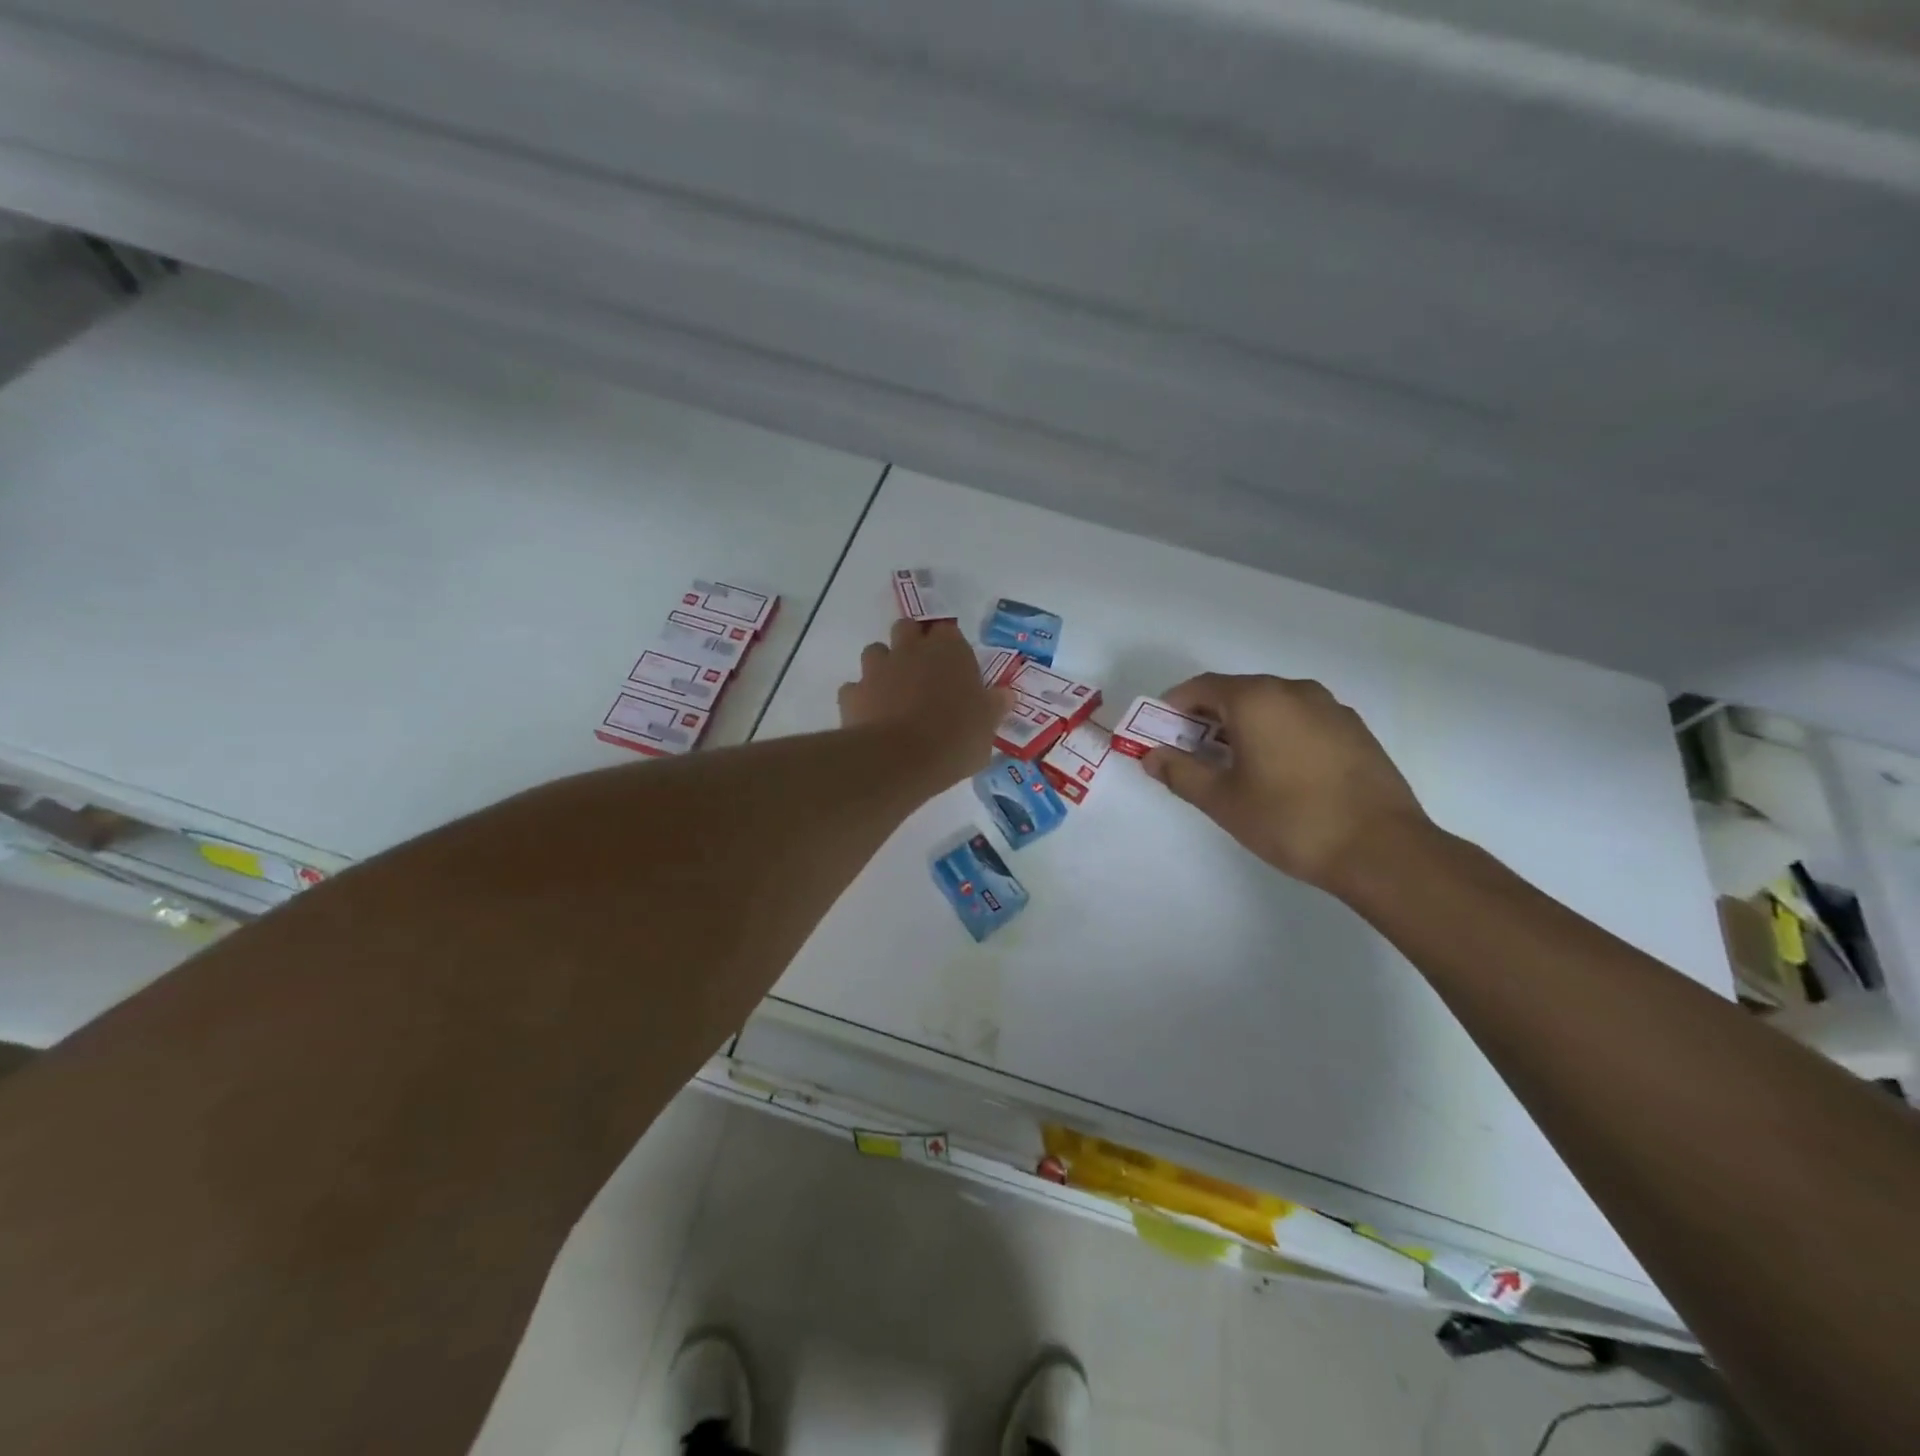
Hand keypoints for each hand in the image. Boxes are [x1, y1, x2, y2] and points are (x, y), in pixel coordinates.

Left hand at [838, 619, 1012, 785]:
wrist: (900, 760)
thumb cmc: (955, 739)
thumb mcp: (987, 728)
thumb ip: (993, 707)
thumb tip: (1005, 695)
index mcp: (949, 651)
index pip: (949, 631)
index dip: (949, 646)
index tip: (954, 666)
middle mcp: (911, 649)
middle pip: (907, 629)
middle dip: (912, 644)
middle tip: (923, 672)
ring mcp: (877, 668)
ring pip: (876, 651)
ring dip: (883, 666)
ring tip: (894, 693)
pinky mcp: (852, 693)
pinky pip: (854, 688)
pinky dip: (861, 698)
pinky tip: (871, 717)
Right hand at [1142, 673, 1429, 893]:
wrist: (1381, 849)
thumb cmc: (1289, 820)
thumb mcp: (1222, 800)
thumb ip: (1180, 772)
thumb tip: (1151, 756)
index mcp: (1257, 699)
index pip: (1202, 687)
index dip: (1174, 706)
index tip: (1161, 732)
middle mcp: (1293, 690)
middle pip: (1237, 692)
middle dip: (1208, 717)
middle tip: (1193, 753)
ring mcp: (1330, 707)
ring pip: (1272, 705)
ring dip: (1245, 725)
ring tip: (1236, 765)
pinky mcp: (1354, 729)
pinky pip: (1301, 719)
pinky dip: (1278, 733)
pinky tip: (1280, 772)